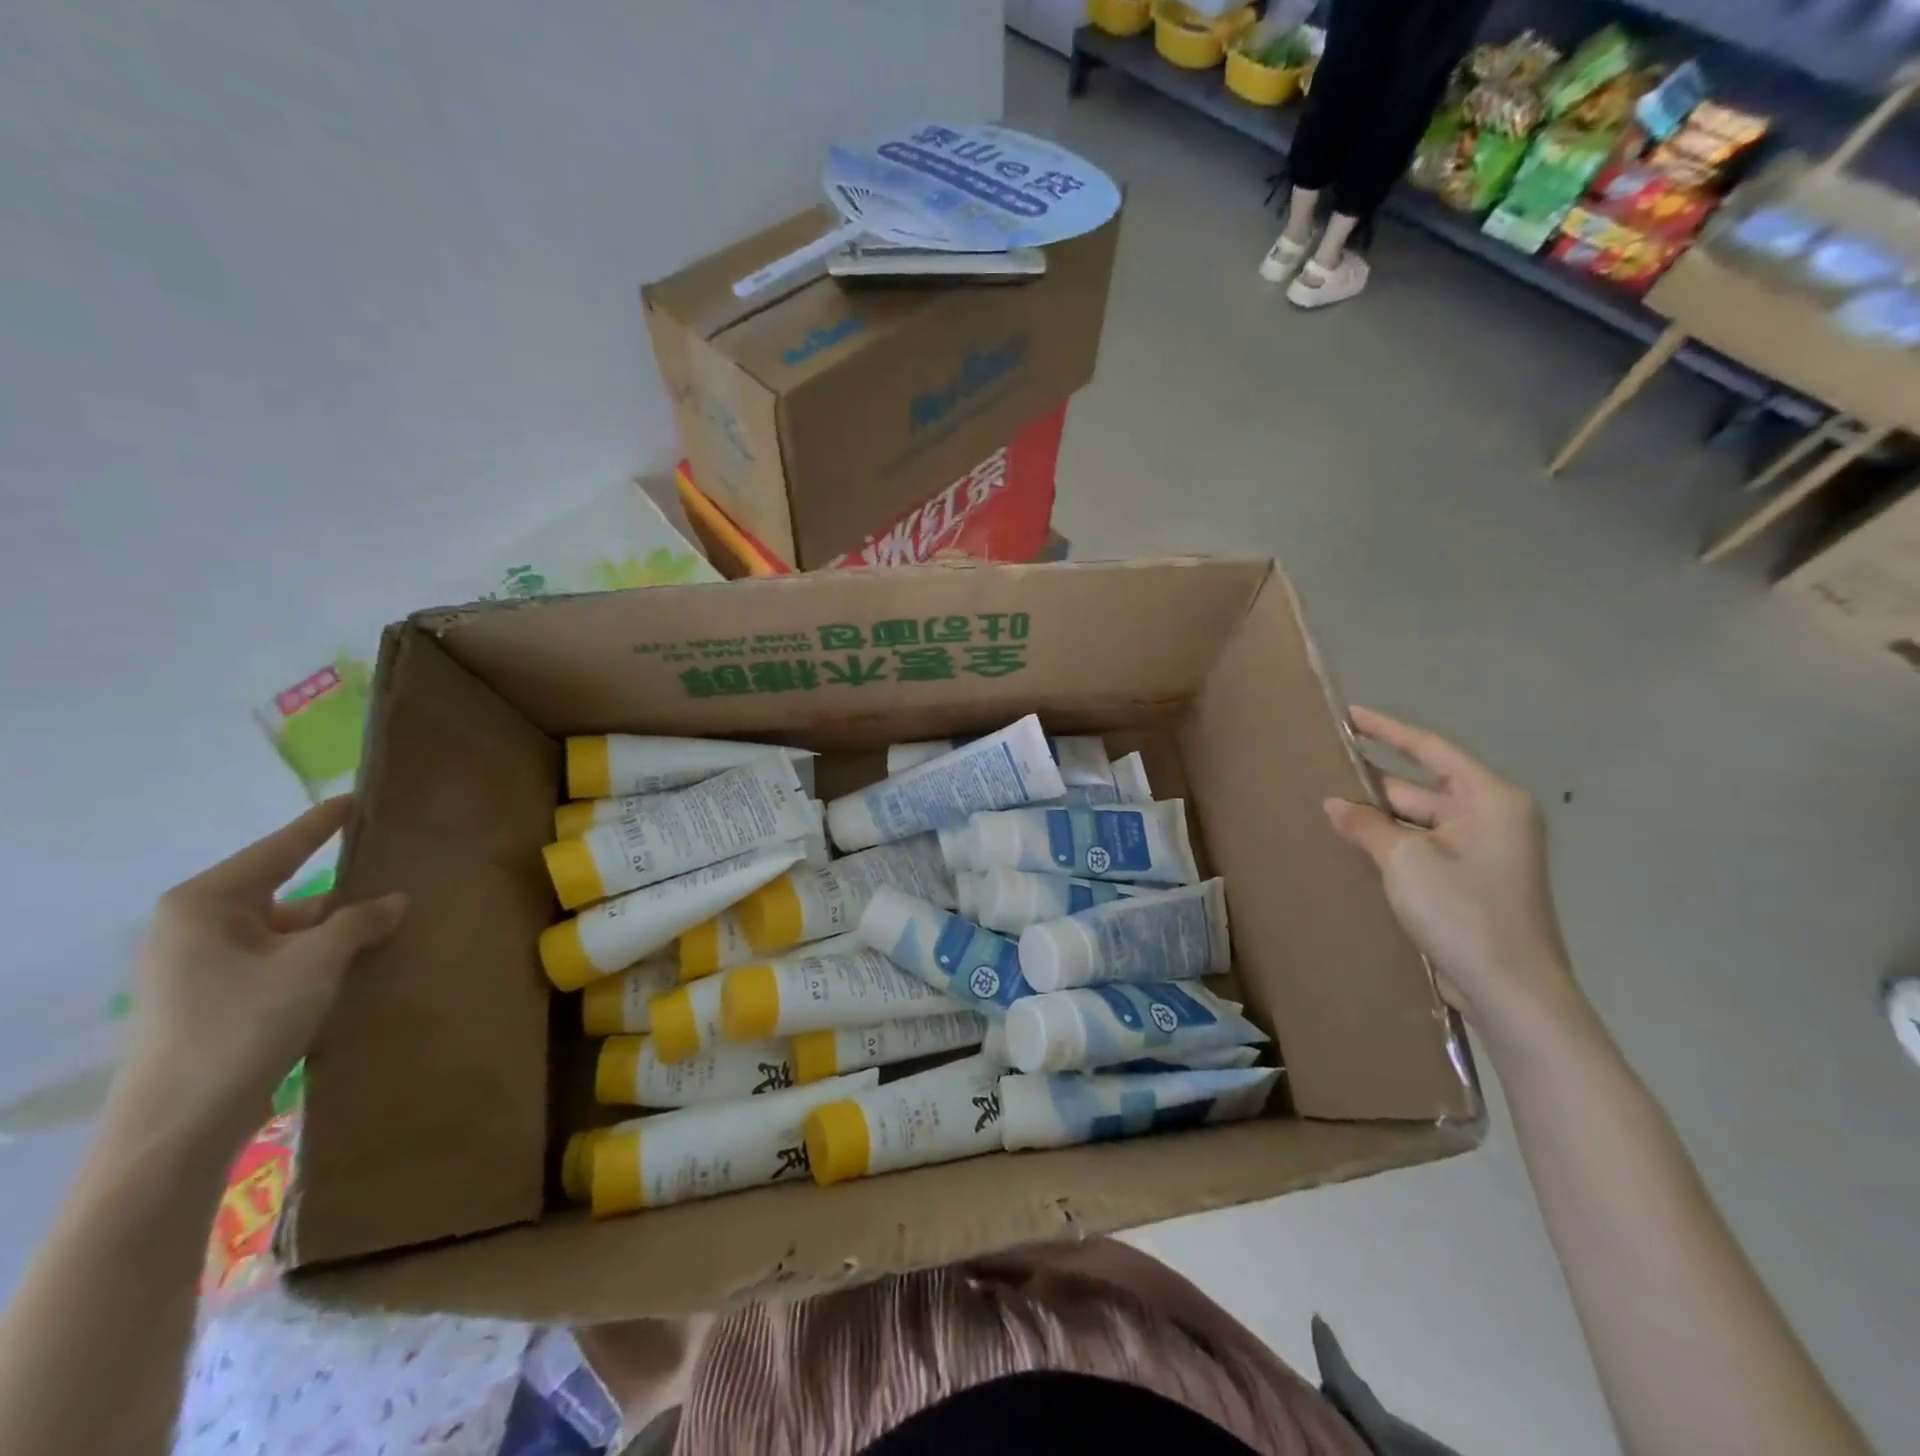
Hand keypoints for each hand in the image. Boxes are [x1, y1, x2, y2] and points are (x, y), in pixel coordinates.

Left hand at [119, 798, 404, 1148]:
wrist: (181, 1124)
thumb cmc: (242, 1023)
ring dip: (335, 931)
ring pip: (286, 930)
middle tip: (397, 872)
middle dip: (341, 890)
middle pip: (285, 890)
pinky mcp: (215, 998)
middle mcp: (196, 926)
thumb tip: (394, 900)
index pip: (280, 847)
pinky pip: (279, 959)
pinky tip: (361, 962)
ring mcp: (201, 965)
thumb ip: (358, 921)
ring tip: (393, 925)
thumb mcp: (315, 963)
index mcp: (205, 903)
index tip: (360, 798)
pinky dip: (318, 958)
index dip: (324, 823)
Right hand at [1323, 707, 1586, 1050]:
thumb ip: (1366, 824)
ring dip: (1379, 817)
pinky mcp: (1471, 883)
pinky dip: (1391, 844)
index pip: (1430, 750)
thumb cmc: (1463, 910)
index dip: (1387, 730)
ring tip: (1328, 806)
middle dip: (1374, 782)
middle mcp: (1492, 818)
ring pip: (1419, 821)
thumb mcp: (1404, 859)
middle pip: (1423, 787)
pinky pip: (1424, 848)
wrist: (1510, 991)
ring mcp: (1483, 853)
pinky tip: (1353, 845)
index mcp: (1490, 799)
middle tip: (1323, 769)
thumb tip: (1335, 804)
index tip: (1348, 716)